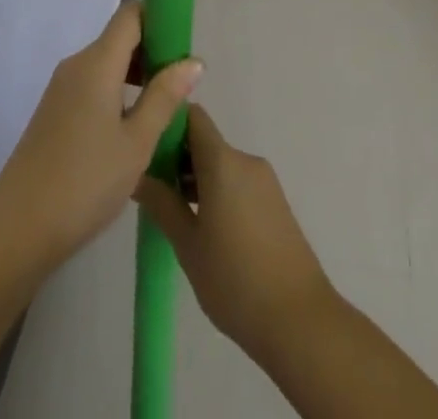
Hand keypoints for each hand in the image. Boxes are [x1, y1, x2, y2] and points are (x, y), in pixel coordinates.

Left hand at [0, 2, 202, 263]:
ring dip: (136, 75)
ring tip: (164, 111)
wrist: (19, 226)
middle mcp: (77, 64)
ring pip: (107, 63)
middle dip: (153, 52)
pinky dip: (117, 92)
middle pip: (120, 38)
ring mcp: (62, 87)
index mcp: (97, 62)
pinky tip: (132, 128)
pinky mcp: (55, 109)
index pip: (131, 15)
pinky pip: (93, 84)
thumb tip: (193, 61)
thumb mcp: (137, 143)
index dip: (159, 19)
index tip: (184, 45)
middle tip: (182, 87)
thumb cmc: (86, 181)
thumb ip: (165, 97)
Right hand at [134, 106, 336, 364]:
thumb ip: (161, 203)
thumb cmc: (235, 280)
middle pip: (205, 142)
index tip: (147, 148)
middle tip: (154, 190)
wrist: (301, 322)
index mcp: (223, 160)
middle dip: (178, 158)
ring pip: (221, 165)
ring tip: (175, 214)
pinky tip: (207, 230)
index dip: (167, 124)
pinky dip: (218, 193)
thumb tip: (136, 174)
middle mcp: (245, 160)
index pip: (192, 116)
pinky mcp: (276, 204)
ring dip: (197, 180)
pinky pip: (238, 183)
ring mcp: (265, 182)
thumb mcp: (187, 244)